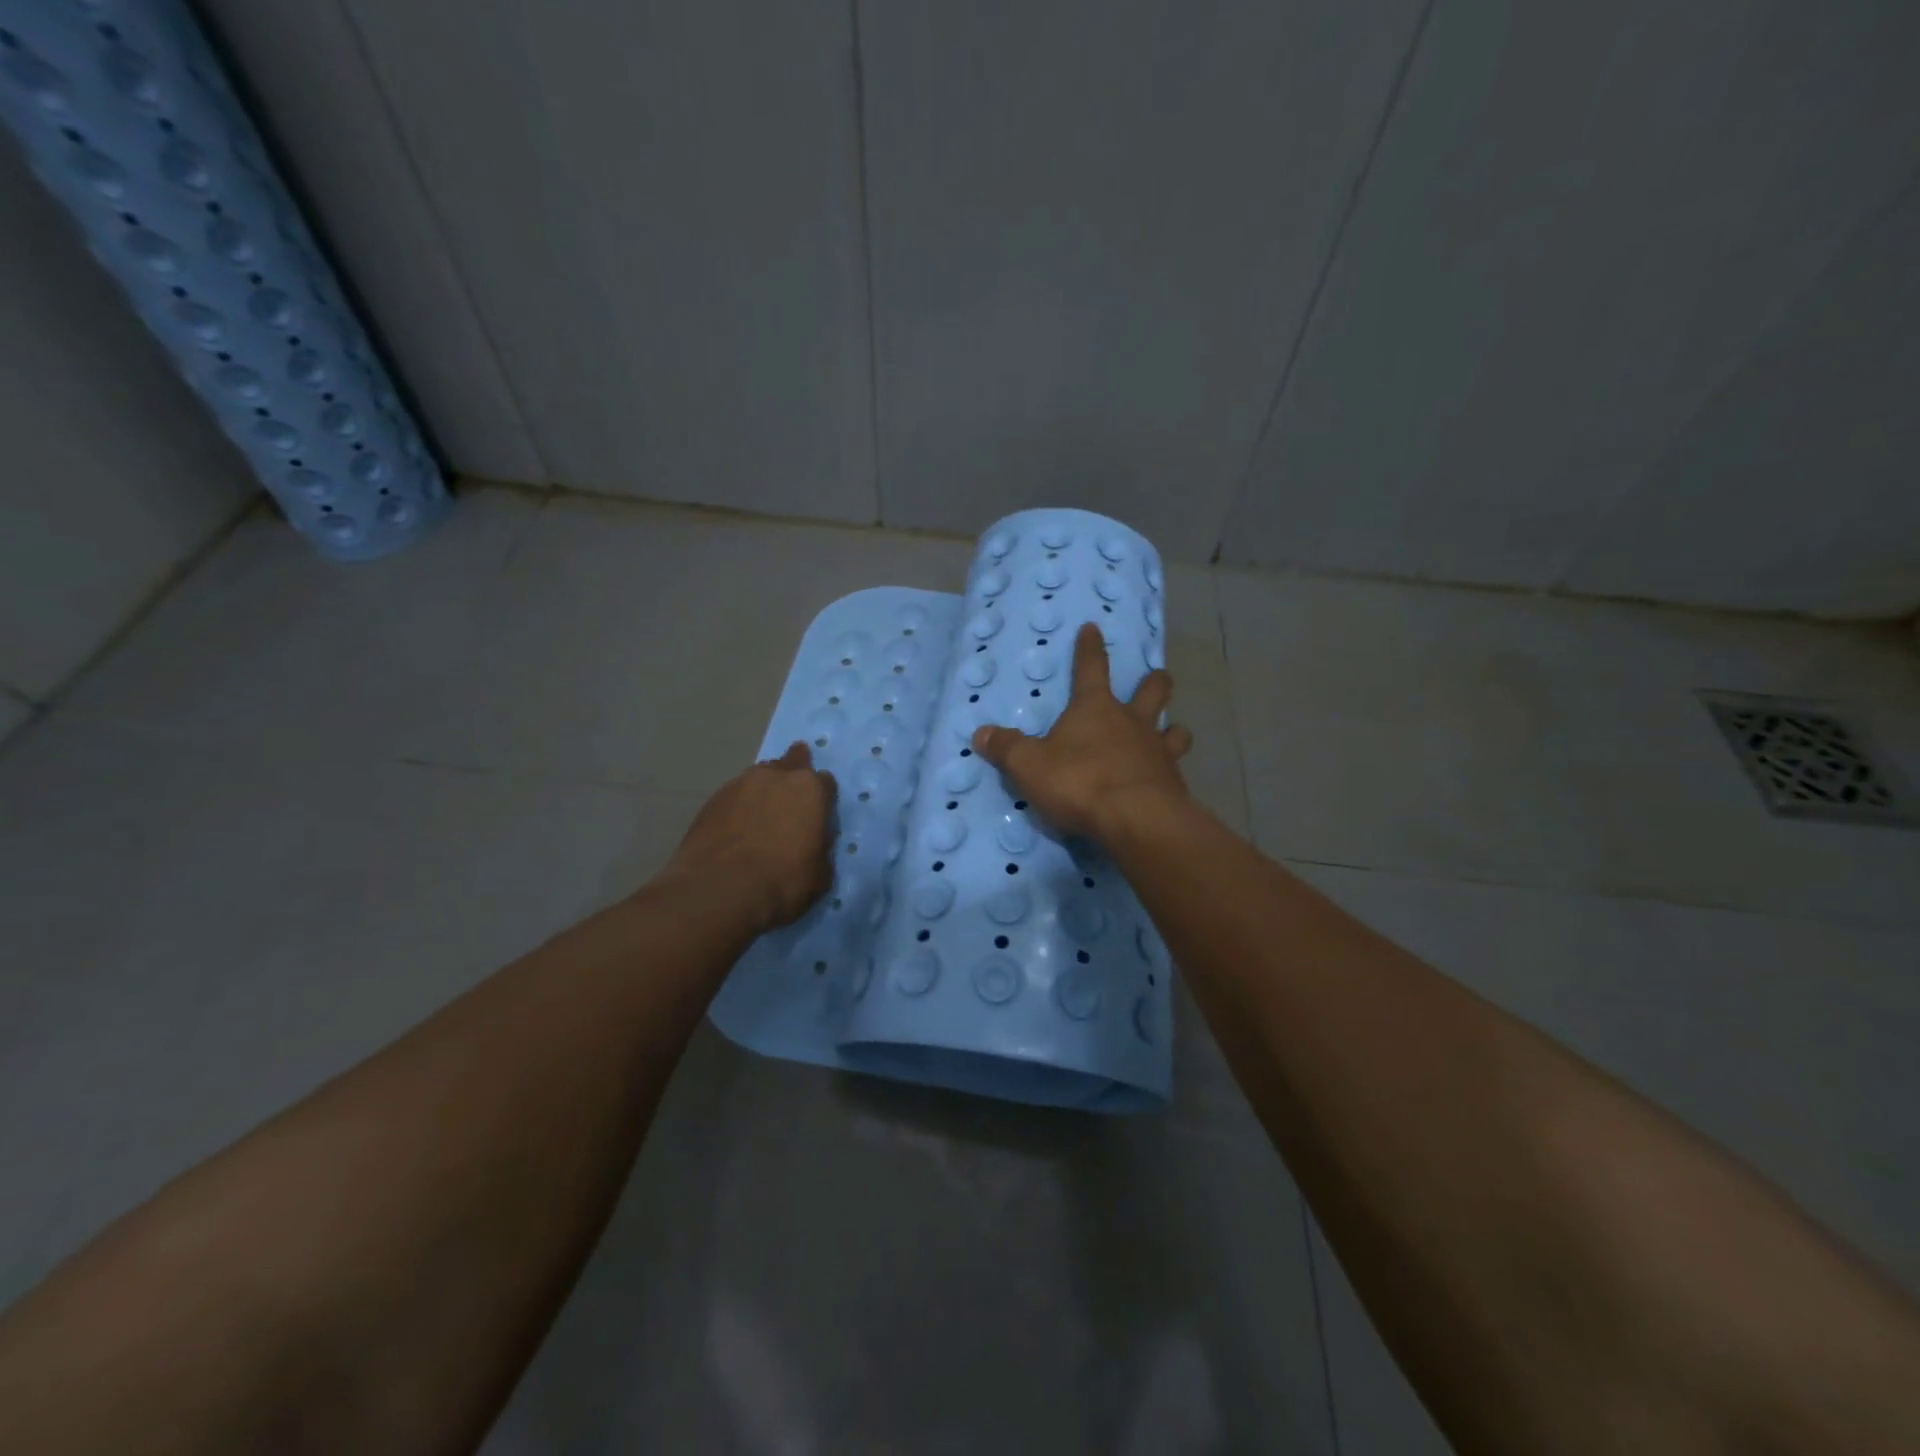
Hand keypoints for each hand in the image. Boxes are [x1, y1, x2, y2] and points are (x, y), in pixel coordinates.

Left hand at [663, 742, 836, 932]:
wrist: (719, 889)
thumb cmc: (782, 881)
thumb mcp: (820, 872)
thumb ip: (821, 847)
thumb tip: (814, 842)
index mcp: (810, 790)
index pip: (825, 781)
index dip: (823, 797)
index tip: (819, 812)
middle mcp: (777, 776)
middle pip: (791, 762)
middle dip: (794, 772)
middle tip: (792, 794)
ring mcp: (741, 783)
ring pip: (760, 776)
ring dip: (765, 789)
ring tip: (762, 813)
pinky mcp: (713, 798)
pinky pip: (735, 795)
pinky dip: (740, 806)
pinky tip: (737, 827)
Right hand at [972, 622, 1191, 843]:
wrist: (1136, 820)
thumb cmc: (1079, 782)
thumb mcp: (1029, 765)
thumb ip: (1007, 748)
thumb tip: (981, 734)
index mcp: (1095, 708)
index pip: (1091, 667)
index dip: (1090, 647)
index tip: (1093, 628)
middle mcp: (1132, 722)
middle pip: (1152, 690)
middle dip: (1153, 681)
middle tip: (1156, 676)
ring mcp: (1158, 751)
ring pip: (1175, 730)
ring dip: (1173, 728)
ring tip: (1172, 732)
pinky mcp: (1174, 782)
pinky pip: (1176, 768)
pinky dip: (1171, 770)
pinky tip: (1167, 779)